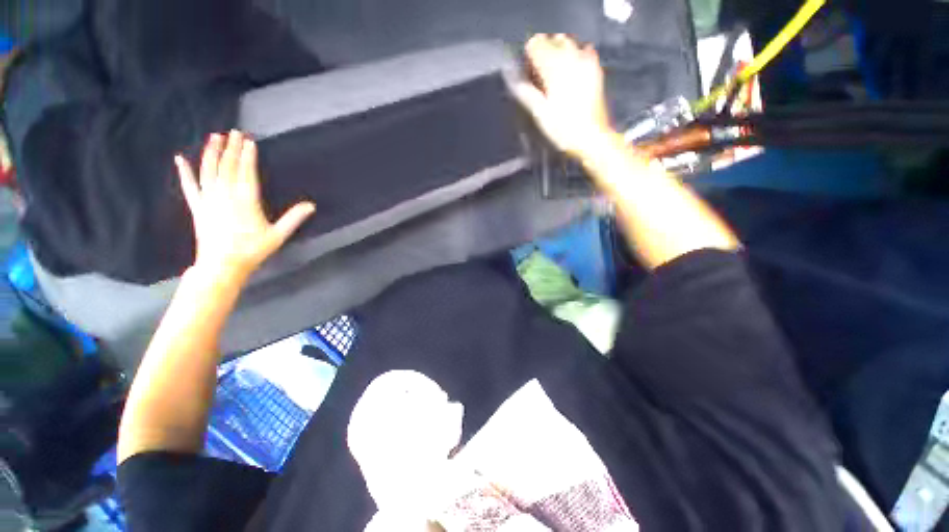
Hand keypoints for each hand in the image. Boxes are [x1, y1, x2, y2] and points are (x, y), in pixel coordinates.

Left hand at [175, 131, 314, 281]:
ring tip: (214, 137)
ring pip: (208, 171)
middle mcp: (225, 195)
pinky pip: (189, 186)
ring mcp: (208, 199)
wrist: (222, 265)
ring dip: (211, 153)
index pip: (246, 172)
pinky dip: (184, 171)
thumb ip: (294, 218)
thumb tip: (311, 205)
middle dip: (231, 148)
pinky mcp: (197, 207)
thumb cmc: (252, 250)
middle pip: (227, 167)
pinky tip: (180, 158)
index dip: (248, 156)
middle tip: (234, 132)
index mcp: (246, 200)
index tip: (249, 141)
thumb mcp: (278, 235)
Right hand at [513, 34, 614, 157]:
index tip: (525, 69)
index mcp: (554, 68)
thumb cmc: (562, 129)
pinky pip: (583, 51)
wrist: (591, 137)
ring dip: (556, 50)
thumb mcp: (539, 114)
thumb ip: (526, 92)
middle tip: (537, 70)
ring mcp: (585, 62)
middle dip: (542, 50)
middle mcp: (570, 59)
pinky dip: (573, 55)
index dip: (527, 55)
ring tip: (551, 69)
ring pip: (567, 42)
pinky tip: (570, 69)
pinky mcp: (595, 70)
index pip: (536, 46)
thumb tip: (513, 79)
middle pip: (552, 41)